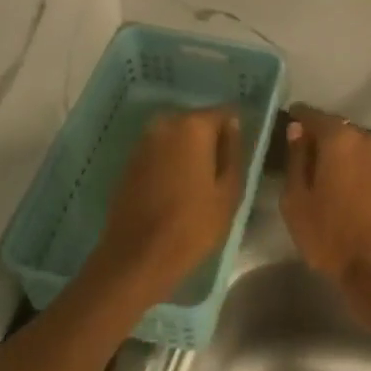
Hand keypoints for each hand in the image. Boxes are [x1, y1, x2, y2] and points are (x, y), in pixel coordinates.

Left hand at [91, 105, 242, 306]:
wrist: (137, 257)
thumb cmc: (192, 225)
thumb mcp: (229, 191)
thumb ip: (233, 152)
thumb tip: (233, 126)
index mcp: (193, 126)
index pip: (224, 113)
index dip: (235, 132)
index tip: (239, 156)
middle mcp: (165, 123)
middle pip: (198, 122)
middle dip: (210, 141)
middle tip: (220, 172)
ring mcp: (143, 141)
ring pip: (177, 137)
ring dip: (189, 152)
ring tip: (199, 183)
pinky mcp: (130, 160)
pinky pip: (160, 151)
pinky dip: (170, 162)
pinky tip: (177, 189)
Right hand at [281, 107, 370, 315]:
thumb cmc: (329, 233)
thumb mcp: (296, 198)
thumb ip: (296, 159)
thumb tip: (297, 131)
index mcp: (339, 139)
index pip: (312, 115)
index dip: (298, 117)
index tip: (289, 121)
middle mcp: (366, 139)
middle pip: (336, 129)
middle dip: (319, 136)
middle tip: (302, 152)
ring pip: (354, 146)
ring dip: (339, 154)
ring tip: (323, 173)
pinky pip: (367, 163)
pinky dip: (354, 168)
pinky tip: (344, 187)